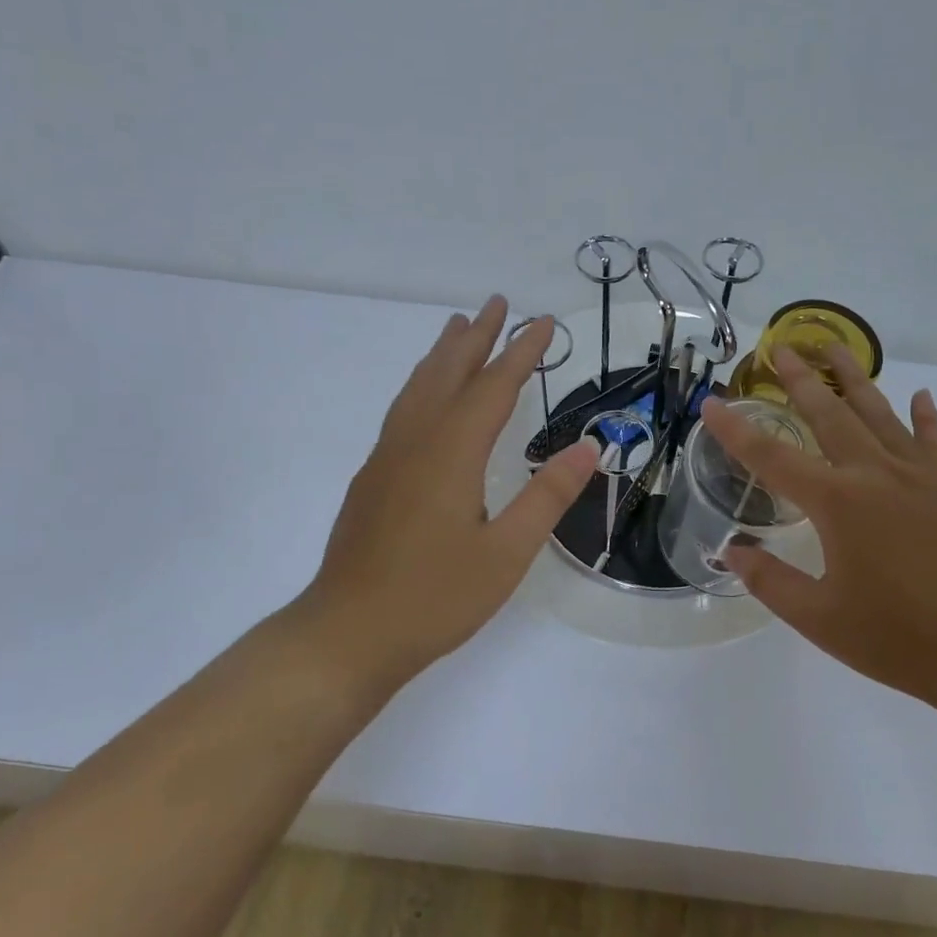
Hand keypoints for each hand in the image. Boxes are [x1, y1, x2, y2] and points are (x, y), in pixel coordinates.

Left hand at [286, 296, 598, 684]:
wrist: (347, 634)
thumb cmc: (435, 597)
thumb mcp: (507, 552)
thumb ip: (548, 496)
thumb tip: (589, 447)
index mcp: (451, 453)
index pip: (494, 387)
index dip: (521, 352)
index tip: (543, 321)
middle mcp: (415, 442)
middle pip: (448, 372)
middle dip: (477, 337)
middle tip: (498, 303)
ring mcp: (387, 458)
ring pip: (418, 388)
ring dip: (443, 353)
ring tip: (459, 327)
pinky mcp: (373, 478)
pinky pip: (402, 410)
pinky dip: (422, 384)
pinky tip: (427, 396)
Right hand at [699, 345, 936, 714]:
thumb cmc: (898, 639)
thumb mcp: (820, 619)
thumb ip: (771, 581)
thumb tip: (732, 550)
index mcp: (838, 504)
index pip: (772, 458)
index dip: (736, 431)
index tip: (712, 404)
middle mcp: (876, 476)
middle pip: (830, 416)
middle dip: (801, 380)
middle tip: (782, 346)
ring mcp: (920, 478)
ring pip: (880, 415)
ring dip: (855, 379)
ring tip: (836, 348)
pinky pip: (934, 443)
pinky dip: (926, 417)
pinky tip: (921, 397)